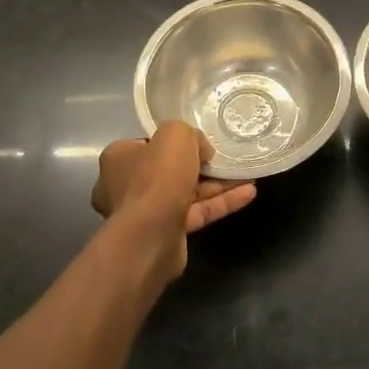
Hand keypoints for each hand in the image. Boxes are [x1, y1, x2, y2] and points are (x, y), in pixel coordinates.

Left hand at [92, 121, 256, 277]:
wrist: (151, 235)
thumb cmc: (156, 177)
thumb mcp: (175, 135)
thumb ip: (188, 133)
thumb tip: (200, 150)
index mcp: (119, 158)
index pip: (148, 143)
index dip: (174, 141)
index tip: (197, 140)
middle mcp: (126, 185)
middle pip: (169, 169)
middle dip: (200, 164)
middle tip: (224, 157)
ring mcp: (147, 212)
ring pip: (187, 192)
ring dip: (217, 184)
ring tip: (246, 174)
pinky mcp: (168, 232)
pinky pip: (198, 212)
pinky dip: (221, 202)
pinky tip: (249, 193)